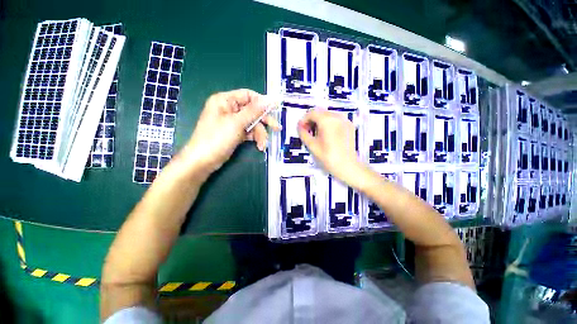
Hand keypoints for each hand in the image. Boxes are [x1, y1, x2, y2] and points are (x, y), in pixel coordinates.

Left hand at [182, 89, 279, 172]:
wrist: (203, 161)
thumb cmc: (217, 138)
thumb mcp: (237, 123)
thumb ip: (254, 111)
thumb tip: (269, 99)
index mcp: (225, 101)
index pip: (248, 95)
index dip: (262, 102)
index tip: (275, 109)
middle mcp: (229, 109)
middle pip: (252, 111)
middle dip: (264, 121)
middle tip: (277, 128)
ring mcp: (232, 122)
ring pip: (252, 123)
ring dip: (260, 134)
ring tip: (263, 145)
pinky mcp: (235, 133)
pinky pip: (249, 132)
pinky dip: (255, 138)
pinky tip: (259, 146)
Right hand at [298, 108, 363, 185]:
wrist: (347, 166)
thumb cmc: (328, 156)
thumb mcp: (312, 145)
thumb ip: (303, 133)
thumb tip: (299, 126)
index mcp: (327, 120)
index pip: (312, 113)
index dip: (304, 120)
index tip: (301, 129)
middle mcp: (337, 116)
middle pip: (320, 112)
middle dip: (311, 120)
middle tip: (307, 131)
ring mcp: (345, 120)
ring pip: (328, 115)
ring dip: (319, 121)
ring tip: (316, 134)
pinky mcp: (349, 126)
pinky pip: (336, 120)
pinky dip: (328, 123)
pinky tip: (326, 134)